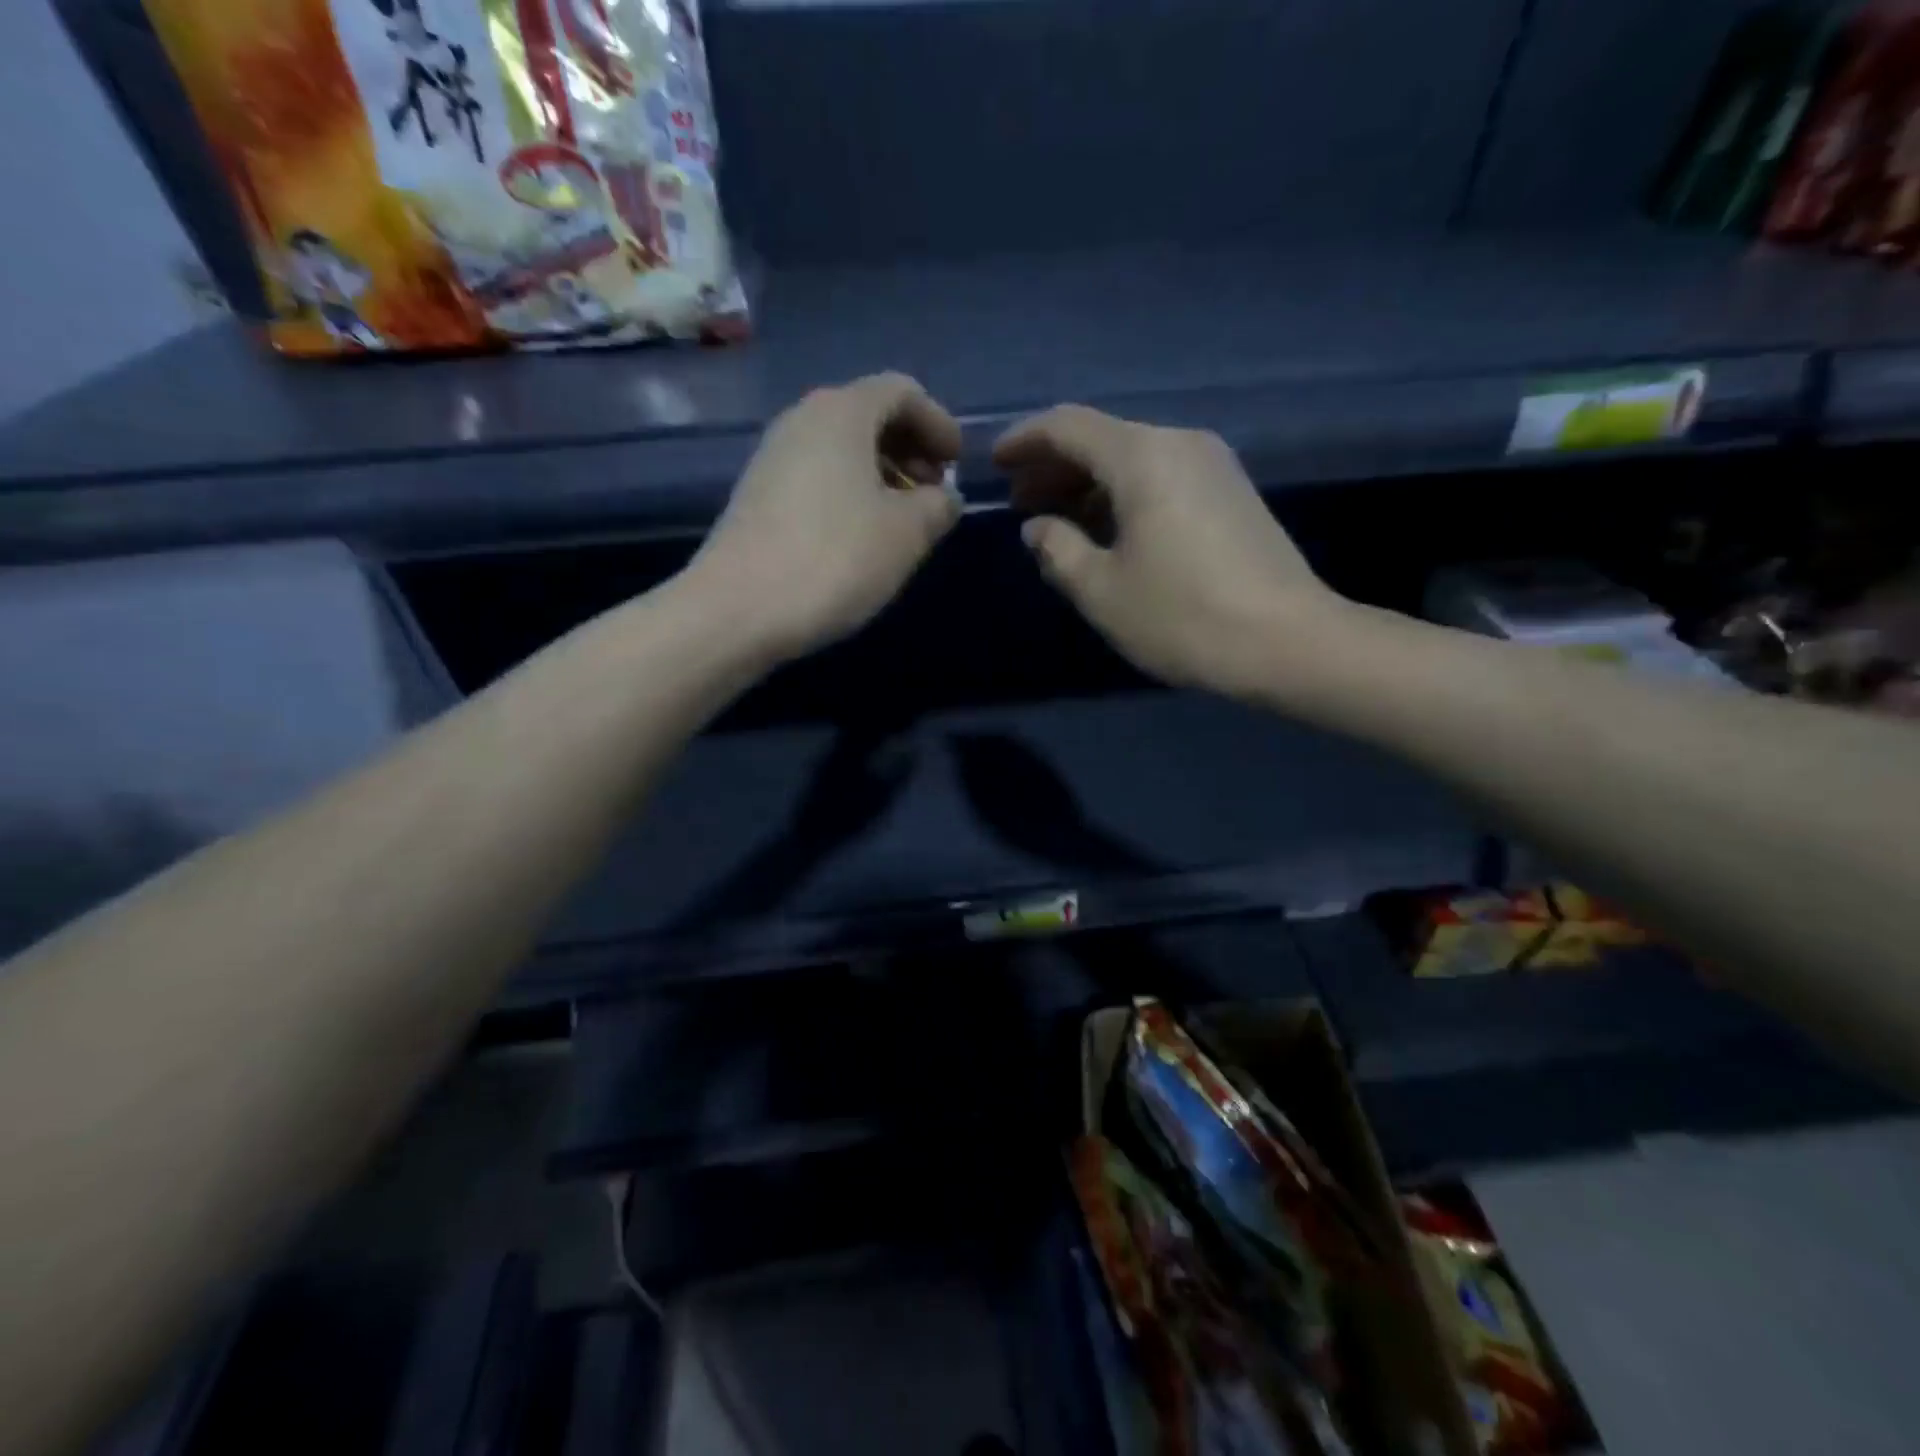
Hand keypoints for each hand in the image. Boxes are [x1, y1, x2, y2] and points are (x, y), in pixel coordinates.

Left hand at [687, 373, 962, 662]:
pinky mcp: (759, 495)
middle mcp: (802, 420)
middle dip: (911, 448)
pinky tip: (863, 537)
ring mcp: (773, 457)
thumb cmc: (834, 559)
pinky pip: (818, 476)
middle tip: (935, 493)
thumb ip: (938, 506)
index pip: (902, 391)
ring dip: (882, 474)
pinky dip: (851, 492)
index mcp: (842, 412)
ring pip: (842, 448)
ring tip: (904, 520)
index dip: (939, 422)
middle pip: (869, 415)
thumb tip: (943, 498)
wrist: (738, 610)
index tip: (958, 464)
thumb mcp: (907, 533)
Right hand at [996, 405, 1344, 701]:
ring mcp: (1212, 466)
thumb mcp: (1102, 590)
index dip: (1024, 441)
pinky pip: (1161, 478)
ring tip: (1058, 522)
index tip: (995, 464)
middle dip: (1054, 467)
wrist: (1289, 642)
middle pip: (1102, 438)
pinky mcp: (1231, 493)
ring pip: (1133, 459)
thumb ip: (1059, 550)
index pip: (1068, 426)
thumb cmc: (1183, 616)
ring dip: (1088, 484)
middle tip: (1020, 502)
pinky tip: (1107, 531)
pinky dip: (1123, 495)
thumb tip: (1038, 527)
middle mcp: (1180, 444)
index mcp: (1143, 457)